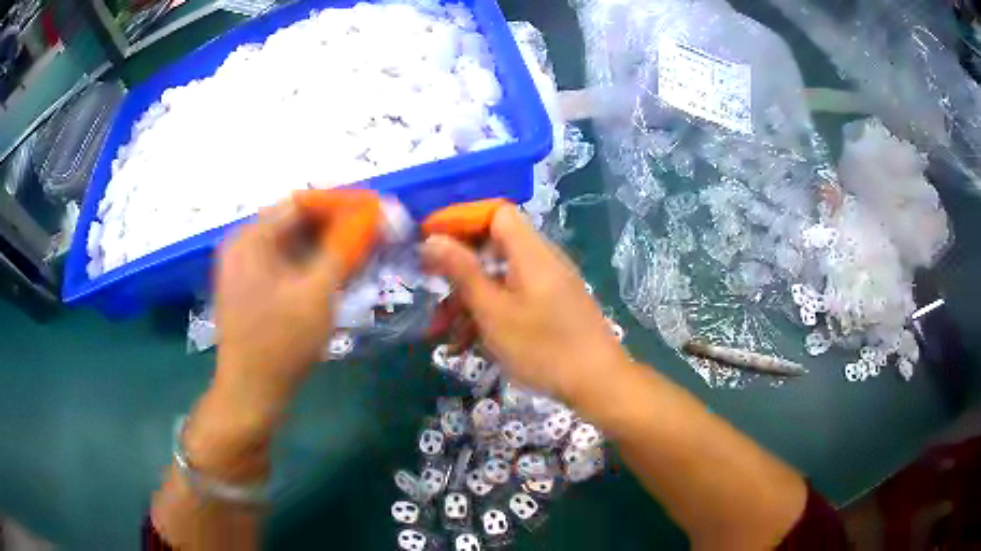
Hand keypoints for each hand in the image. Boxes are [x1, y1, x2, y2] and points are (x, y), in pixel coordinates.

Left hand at [210, 190, 379, 426]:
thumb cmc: (281, 342)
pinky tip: (334, 274)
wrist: (251, 393)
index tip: (374, 210)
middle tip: (372, 234)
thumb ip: (344, 248)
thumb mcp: (317, 292)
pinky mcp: (250, 289)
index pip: (300, 202)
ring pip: (290, 244)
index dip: (340, 203)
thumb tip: (371, 215)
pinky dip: (310, 264)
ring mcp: (243, 269)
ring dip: (324, 246)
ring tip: (359, 253)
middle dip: (334, 225)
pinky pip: (283, 264)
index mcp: (251, 238)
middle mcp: (242, 245)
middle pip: (293, 221)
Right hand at [420, 204, 629, 402]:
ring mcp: (548, 284)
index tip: (429, 239)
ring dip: (469, 298)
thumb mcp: (494, 311)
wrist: (598, 383)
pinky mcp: (551, 306)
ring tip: (442, 330)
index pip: (494, 213)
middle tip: (431, 290)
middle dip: (458, 269)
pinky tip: (469, 342)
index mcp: (530, 252)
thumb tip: (432, 239)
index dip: (460, 219)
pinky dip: (490, 312)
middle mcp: (541, 260)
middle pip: (493, 246)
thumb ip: (462, 272)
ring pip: (499, 277)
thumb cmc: (543, 347)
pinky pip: (513, 297)